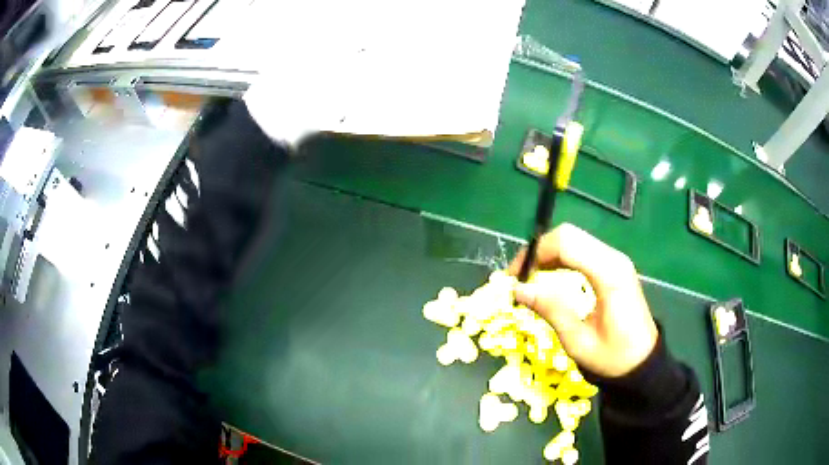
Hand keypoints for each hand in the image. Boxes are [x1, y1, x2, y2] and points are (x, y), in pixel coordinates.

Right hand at [508, 223, 657, 377]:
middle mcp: (614, 259)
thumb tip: (518, 289)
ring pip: (574, 239)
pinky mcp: (614, 267)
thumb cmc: (613, 358)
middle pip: (569, 235)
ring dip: (548, 253)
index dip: (535, 253)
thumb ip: (550, 310)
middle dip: (539, 250)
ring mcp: (615, 261)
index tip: (515, 277)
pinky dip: (561, 258)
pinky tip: (549, 275)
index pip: (566, 243)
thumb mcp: (578, 341)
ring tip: (530, 277)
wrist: (643, 363)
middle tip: (519, 277)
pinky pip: (582, 250)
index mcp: (609, 274)